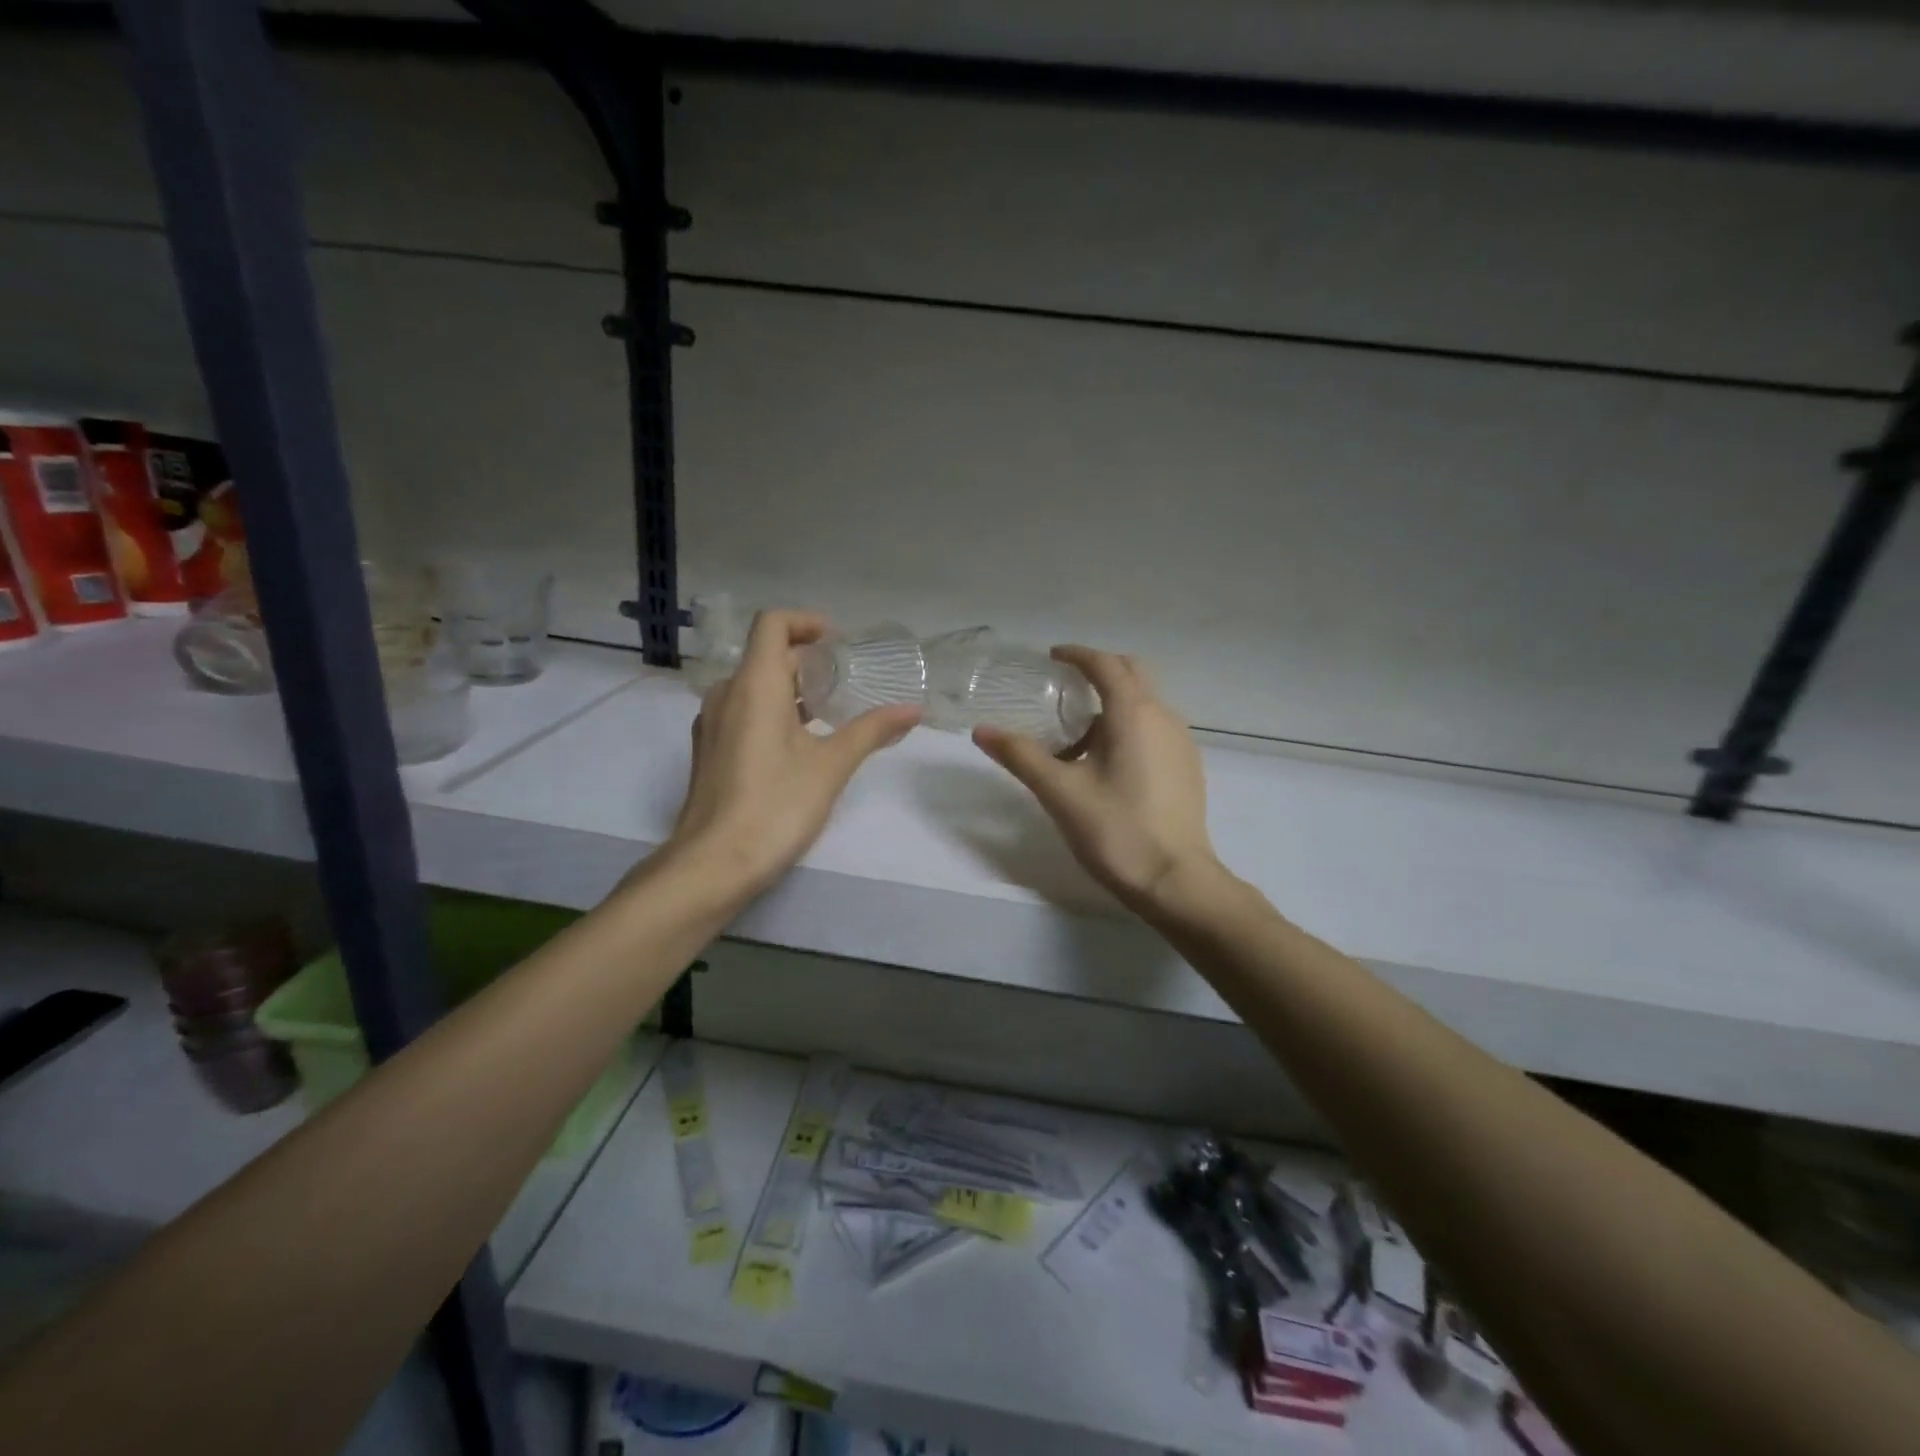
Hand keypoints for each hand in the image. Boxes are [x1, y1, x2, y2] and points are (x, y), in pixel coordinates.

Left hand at [669, 610, 919, 896]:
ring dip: (791, 689)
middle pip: (766, 656)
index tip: (837, 643)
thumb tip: (913, 710)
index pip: (772, 624)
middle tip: (846, 682)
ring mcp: (713, 724)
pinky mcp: (710, 751)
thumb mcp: (832, 765)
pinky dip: (772, 712)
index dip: (806, 622)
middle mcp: (726, 694)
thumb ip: (872, 730)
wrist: (713, 864)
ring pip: (753, 687)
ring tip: (829, 713)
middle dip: (808, 662)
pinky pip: (742, 712)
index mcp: (754, 685)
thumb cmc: (776, 805)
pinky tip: (799, 746)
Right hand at [973, 646, 1218, 905]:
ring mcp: (1181, 742)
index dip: (1078, 655)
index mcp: (1133, 713)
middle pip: (1132, 674)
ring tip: (1077, 736)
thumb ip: (1020, 755)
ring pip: (1145, 703)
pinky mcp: (1188, 766)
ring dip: (1112, 704)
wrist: (1174, 880)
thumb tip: (982, 731)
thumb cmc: (1115, 830)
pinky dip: (1128, 726)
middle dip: (1099, 671)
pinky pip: (1155, 728)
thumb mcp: (1059, 791)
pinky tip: (1107, 763)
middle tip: (1064, 687)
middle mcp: (1164, 716)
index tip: (1052, 656)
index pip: (1106, 664)